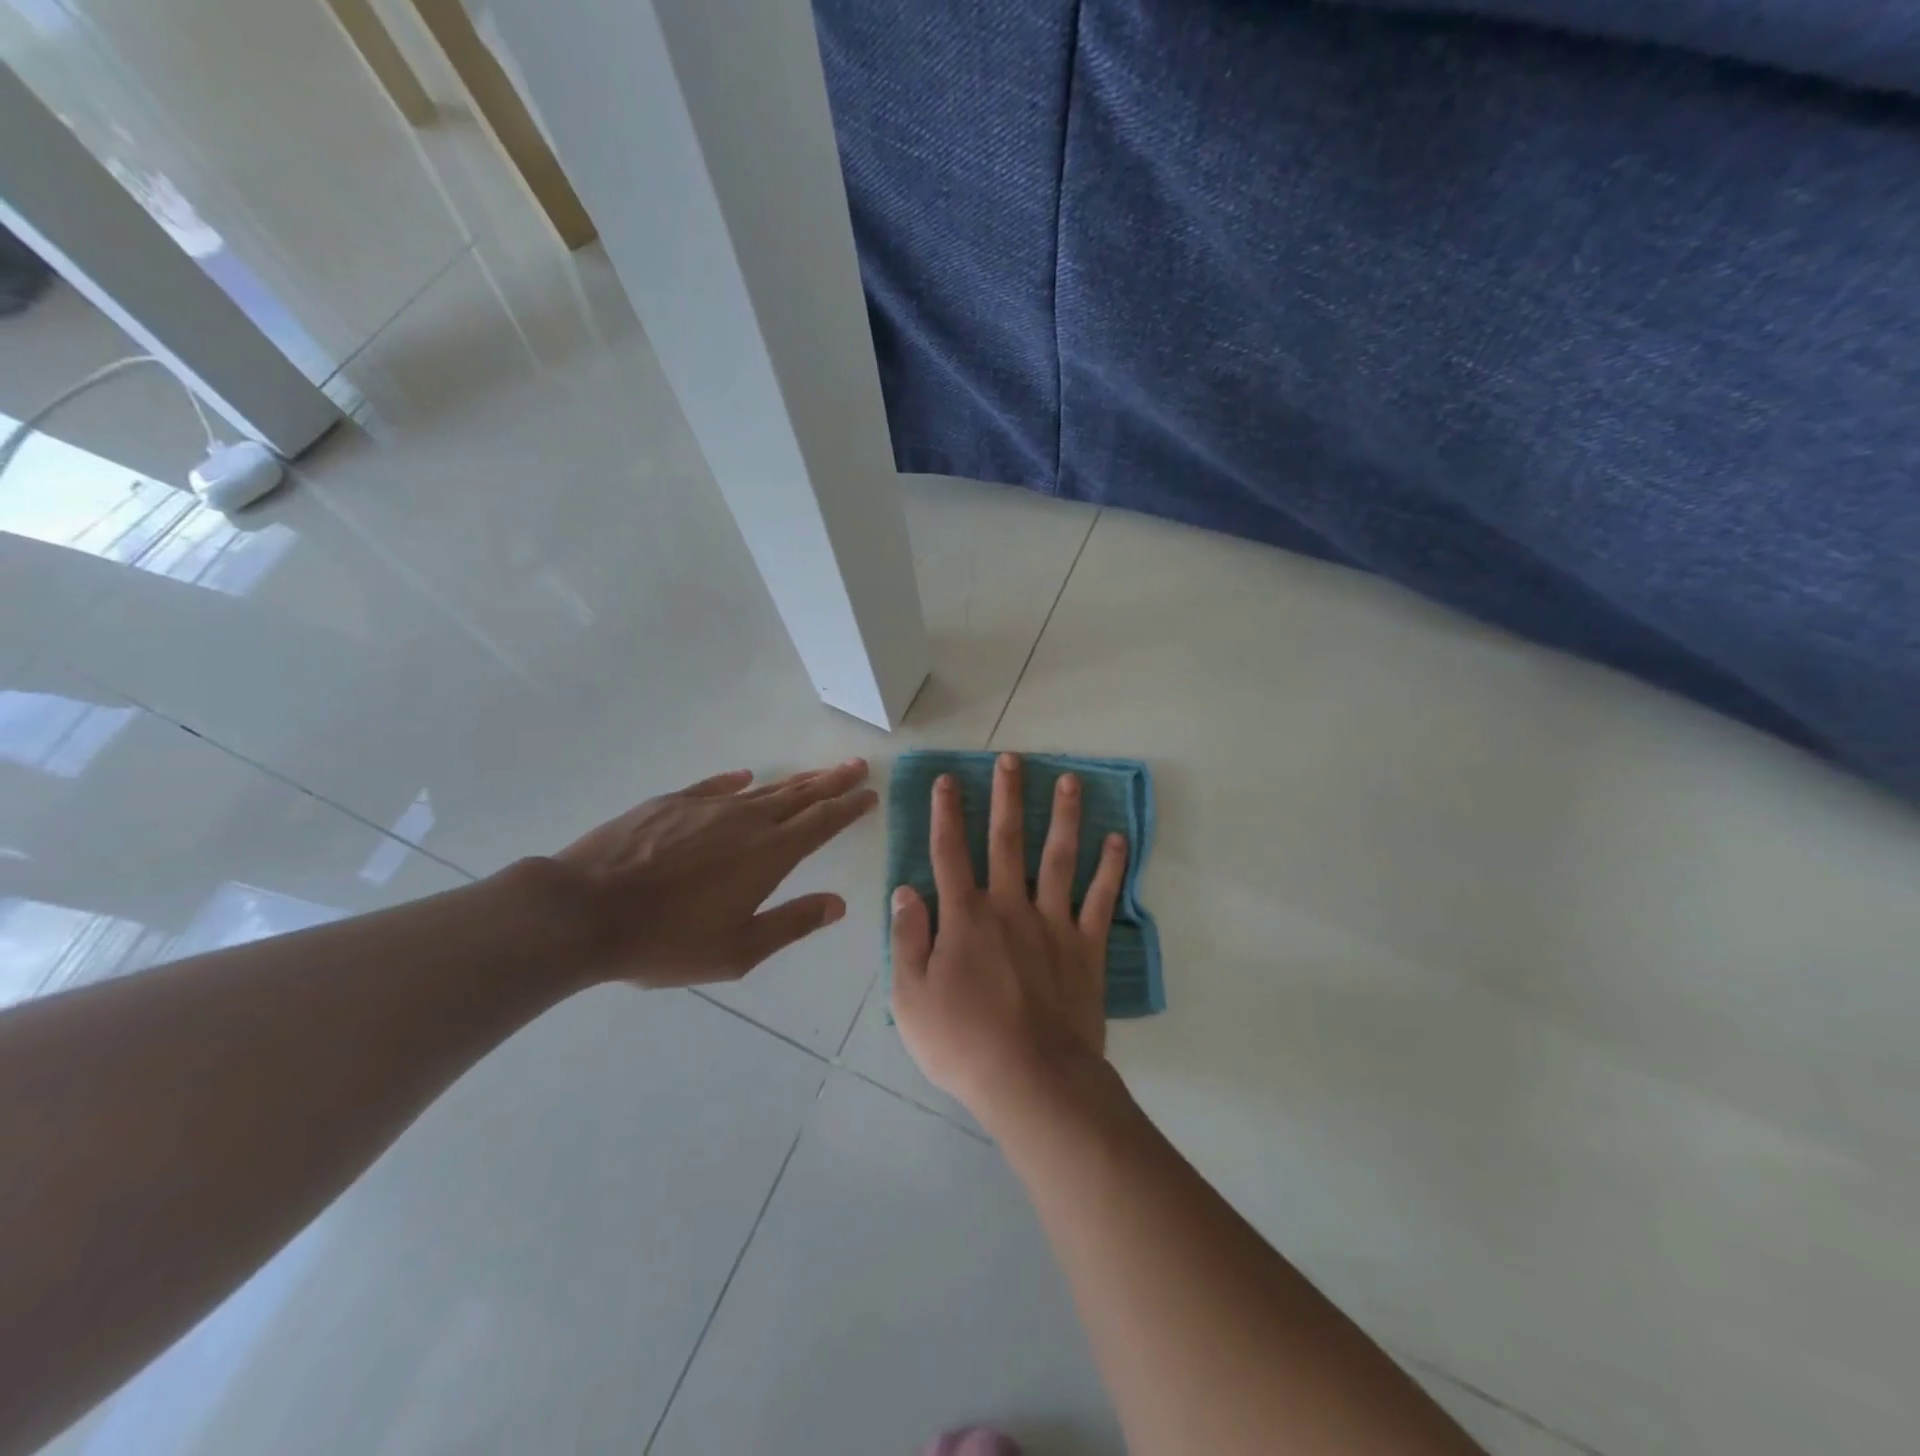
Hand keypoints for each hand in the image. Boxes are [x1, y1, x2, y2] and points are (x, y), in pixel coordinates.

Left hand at [543, 760, 877, 987]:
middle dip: (832, 781)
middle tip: (856, 765)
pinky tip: (745, 777)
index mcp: (769, 854)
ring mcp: (706, 807)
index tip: (870, 793)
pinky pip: (715, 786)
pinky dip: (736, 782)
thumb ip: (791, 923)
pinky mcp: (670, 803)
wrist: (584, 911)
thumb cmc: (666, 940)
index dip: (849, 806)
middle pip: (800, 794)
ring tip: (817, 773)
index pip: (822, 821)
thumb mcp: (737, 950)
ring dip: (795, 780)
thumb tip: (838, 905)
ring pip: (763, 789)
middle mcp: (746, 821)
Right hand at [890, 752, 1127, 1127]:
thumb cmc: (964, 1043)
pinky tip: (1118, 839)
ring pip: (1058, 858)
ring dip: (1064, 816)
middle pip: (1006, 841)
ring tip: (1070, 780)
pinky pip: (1100, 899)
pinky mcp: (1086, 947)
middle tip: (1012, 758)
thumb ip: (907, 938)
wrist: (1033, 1080)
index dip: (947, 813)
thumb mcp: (911, 998)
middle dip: (1007, 796)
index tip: (948, 779)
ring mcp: (1053, 924)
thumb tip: (906, 890)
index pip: (950, 853)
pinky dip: (1110, 868)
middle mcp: (1009, 907)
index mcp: (965, 918)